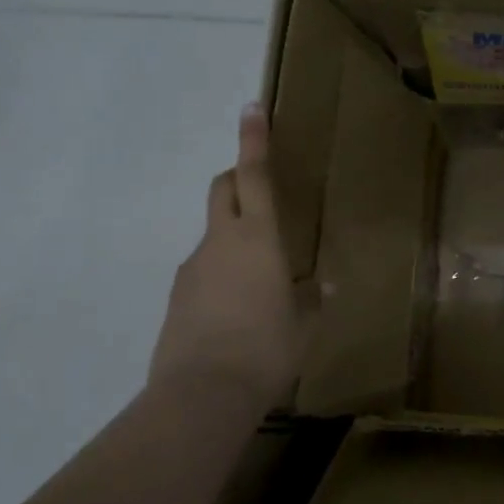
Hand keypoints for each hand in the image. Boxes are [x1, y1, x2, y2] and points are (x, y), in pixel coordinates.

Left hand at [146, 104, 300, 415]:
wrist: (201, 395)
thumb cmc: (266, 349)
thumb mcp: (303, 325)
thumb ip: (313, 299)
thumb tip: (325, 285)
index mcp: (258, 238)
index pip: (255, 175)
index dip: (254, 139)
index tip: (251, 107)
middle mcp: (221, 241)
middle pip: (223, 189)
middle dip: (236, 176)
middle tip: (259, 188)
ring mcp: (193, 268)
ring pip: (213, 232)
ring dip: (233, 234)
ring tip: (259, 278)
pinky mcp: (177, 296)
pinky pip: (204, 269)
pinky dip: (221, 272)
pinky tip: (236, 309)